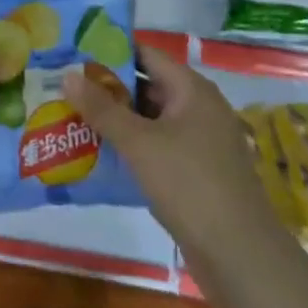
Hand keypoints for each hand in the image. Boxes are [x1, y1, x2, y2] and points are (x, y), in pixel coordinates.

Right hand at [63, 48, 286, 277]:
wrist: (240, 256)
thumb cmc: (190, 184)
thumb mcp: (140, 143)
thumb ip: (103, 109)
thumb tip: (68, 74)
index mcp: (191, 89)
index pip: (147, 54)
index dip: (112, 51)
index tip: (75, 53)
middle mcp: (199, 108)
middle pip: (148, 86)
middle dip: (108, 88)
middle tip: (67, 88)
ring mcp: (200, 142)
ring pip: (151, 120)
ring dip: (118, 120)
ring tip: (74, 118)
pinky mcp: (197, 173)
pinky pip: (158, 147)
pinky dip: (132, 147)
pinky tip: (101, 155)